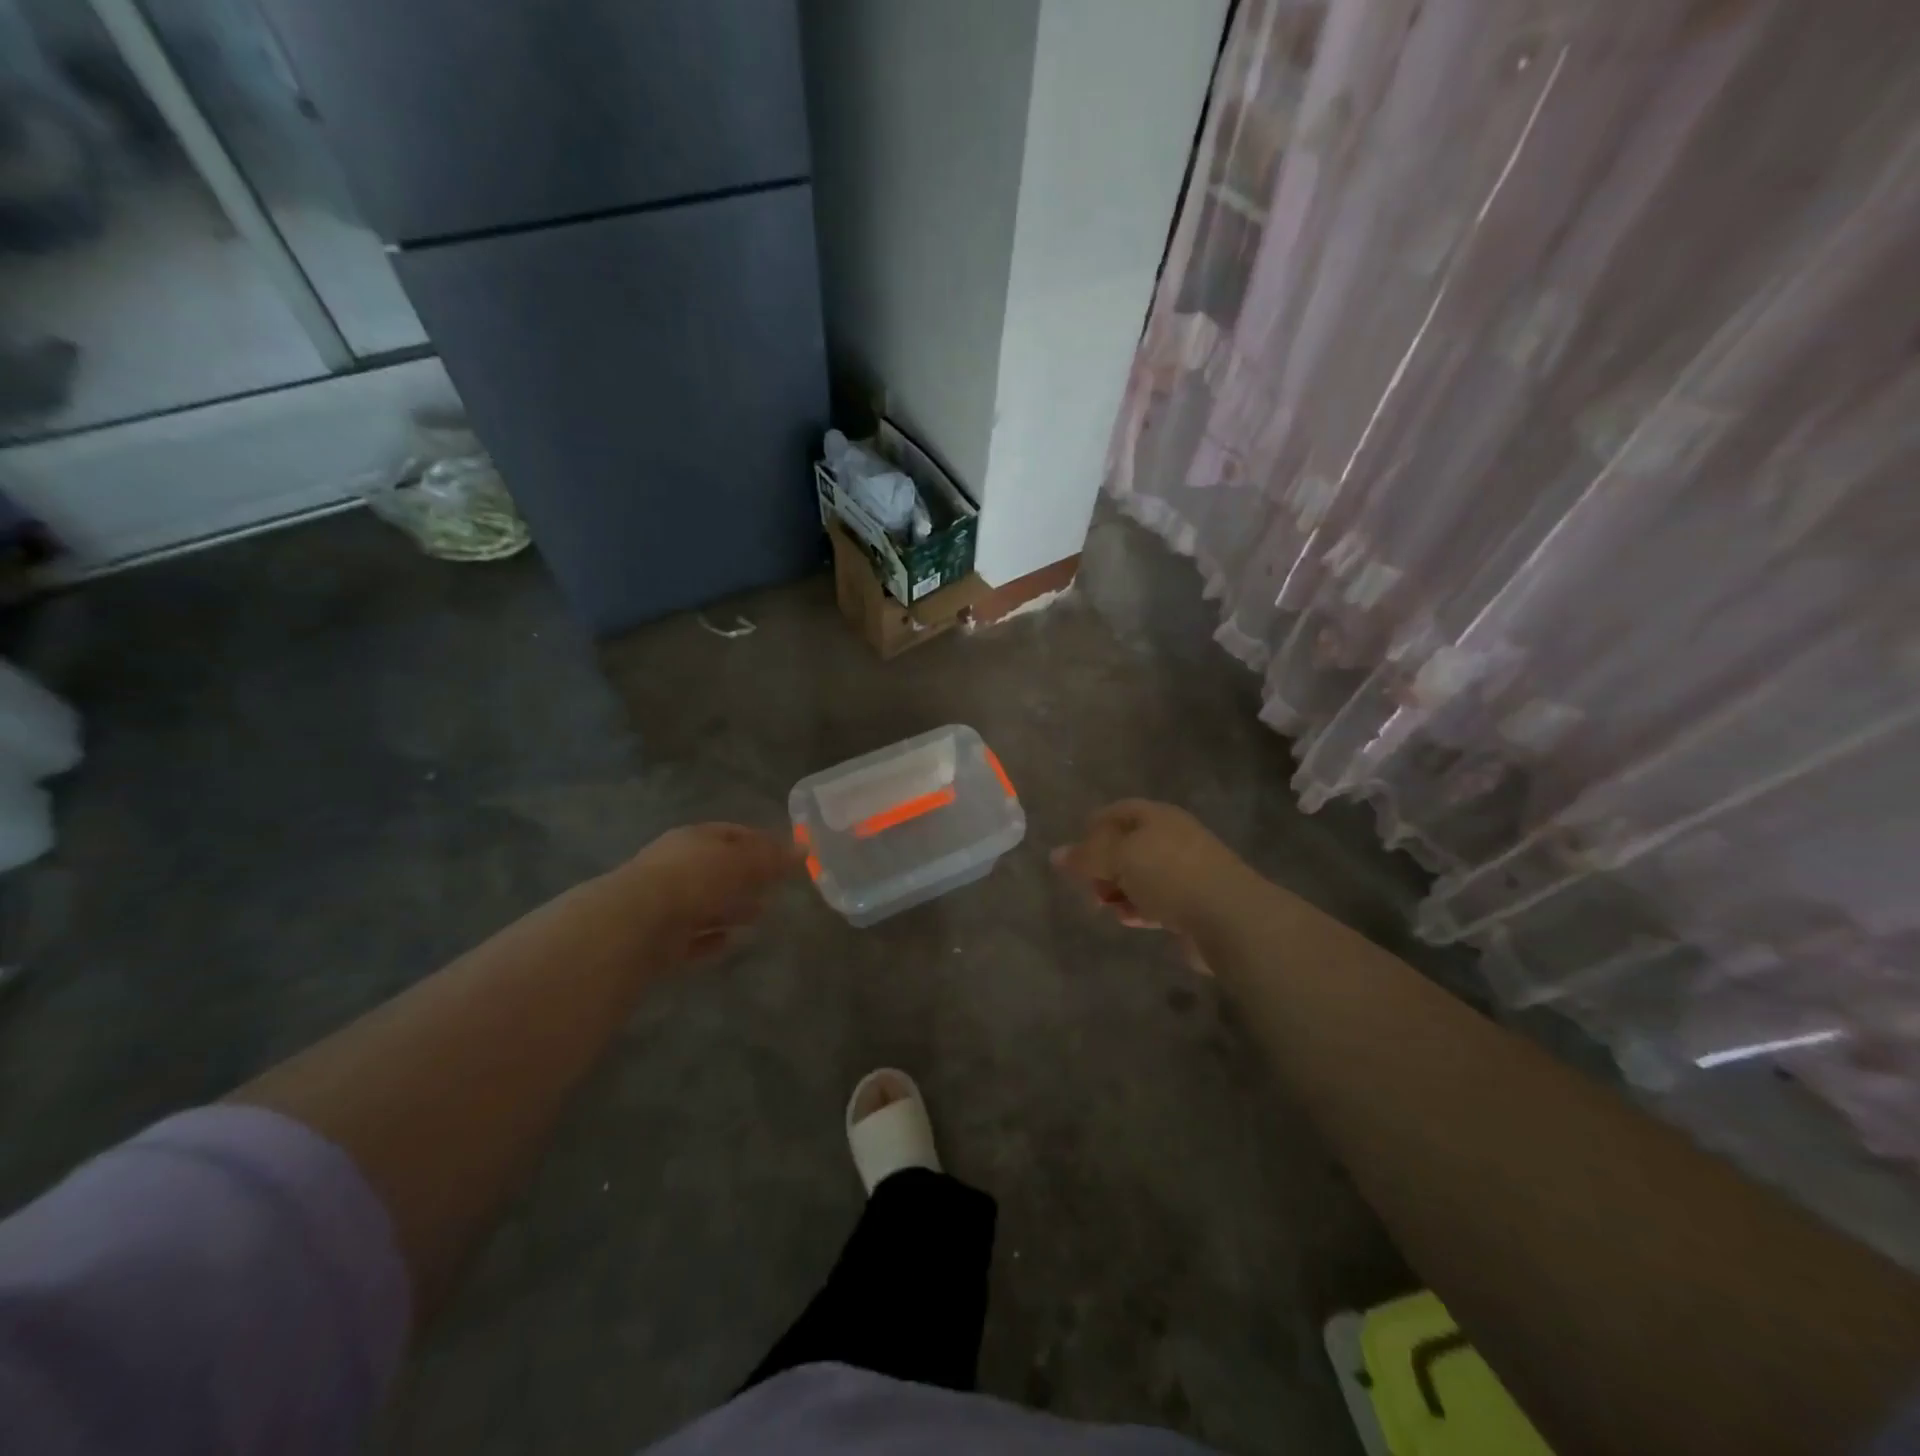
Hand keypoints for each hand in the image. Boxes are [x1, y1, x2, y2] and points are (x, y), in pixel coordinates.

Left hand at [621, 823, 799, 961]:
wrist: (635, 925)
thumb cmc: (694, 880)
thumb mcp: (741, 862)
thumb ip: (772, 858)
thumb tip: (804, 848)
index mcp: (694, 839)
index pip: (732, 833)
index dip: (761, 842)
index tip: (786, 857)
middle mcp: (676, 865)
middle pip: (718, 868)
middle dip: (747, 878)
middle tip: (776, 889)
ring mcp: (664, 902)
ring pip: (705, 902)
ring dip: (731, 908)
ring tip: (760, 917)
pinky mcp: (658, 938)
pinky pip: (692, 936)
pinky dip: (711, 938)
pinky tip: (730, 942)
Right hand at [1051, 800, 1242, 941]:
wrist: (1229, 917)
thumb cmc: (1169, 875)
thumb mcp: (1118, 858)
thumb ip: (1085, 856)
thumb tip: (1055, 854)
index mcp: (1156, 817)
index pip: (1116, 812)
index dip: (1092, 828)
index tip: (1075, 855)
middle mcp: (1171, 838)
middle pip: (1126, 846)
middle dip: (1103, 866)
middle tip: (1088, 887)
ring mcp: (1185, 871)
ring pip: (1140, 876)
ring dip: (1119, 891)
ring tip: (1105, 907)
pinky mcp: (1192, 902)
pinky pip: (1156, 900)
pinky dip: (1139, 908)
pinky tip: (1130, 920)